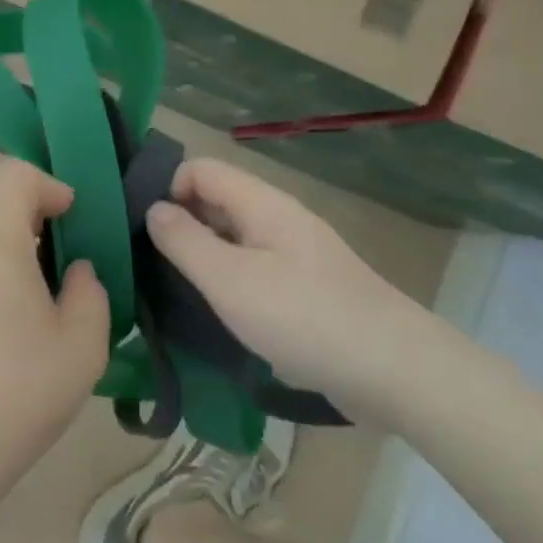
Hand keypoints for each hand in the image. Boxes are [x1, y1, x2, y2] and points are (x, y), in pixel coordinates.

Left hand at [0, 160, 108, 492]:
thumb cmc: (22, 388)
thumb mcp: (82, 344)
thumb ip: (89, 291)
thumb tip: (74, 270)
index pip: (15, 176)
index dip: (49, 184)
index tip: (72, 217)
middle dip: (36, 235)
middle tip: (64, 284)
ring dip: (11, 264)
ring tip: (34, 320)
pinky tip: (0, 337)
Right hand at [143, 157, 445, 424]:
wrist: (398, 374)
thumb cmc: (304, 317)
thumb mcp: (228, 279)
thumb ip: (184, 240)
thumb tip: (153, 209)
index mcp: (261, 204)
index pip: (199, 169)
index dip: (166, 189)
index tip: (143, 229)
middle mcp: (278, 219)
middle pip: (215, 201)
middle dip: (179, 224)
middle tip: (149, 263)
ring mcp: (296, 254)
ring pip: (233, 237)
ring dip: (202, 256)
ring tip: (174, 290)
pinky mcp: (307, 288)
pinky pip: (253, 268)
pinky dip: (228, 280)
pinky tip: (217, 312)